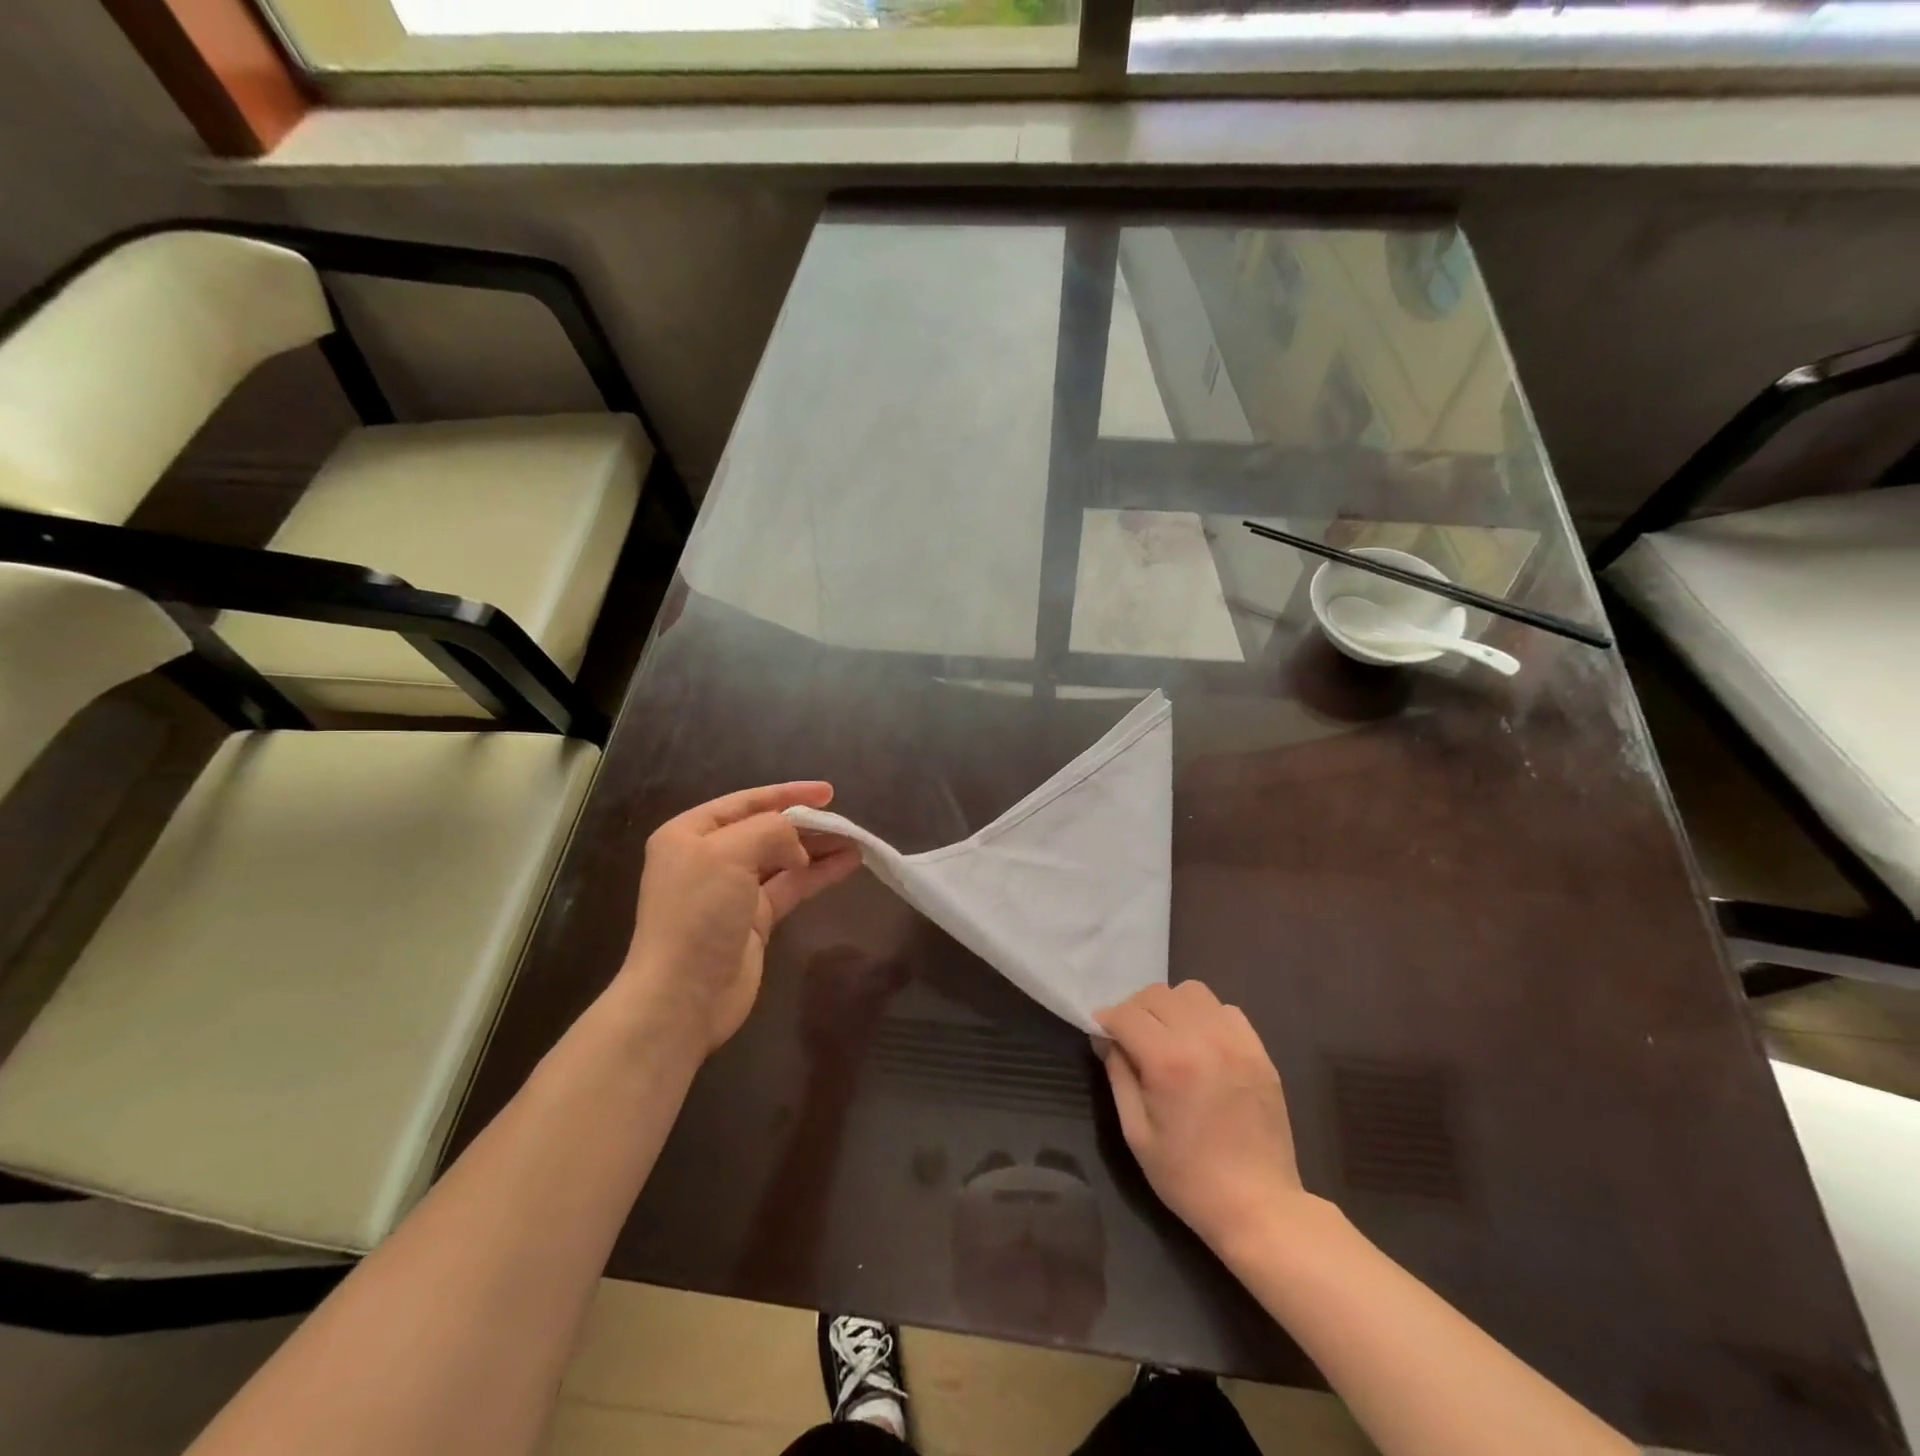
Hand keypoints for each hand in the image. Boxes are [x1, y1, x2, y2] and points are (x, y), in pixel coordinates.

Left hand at [621, 783, 860, 1052]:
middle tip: (845, 821)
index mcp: (690, 834)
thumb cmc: (698, 914)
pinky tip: (847, 865)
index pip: (746, 802)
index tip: (828, 793)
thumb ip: (770, 831)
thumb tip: (798, 847)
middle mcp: (709, 857)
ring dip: (818, 849)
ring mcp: (732, 891)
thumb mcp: (728, 854)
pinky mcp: (754, 920)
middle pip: (767, 830)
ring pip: (783, 859)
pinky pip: (790, 886)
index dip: (788, 794)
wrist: (682, 996)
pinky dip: (818, 874)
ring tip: (856, 841)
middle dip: (807, 824)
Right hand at [1094, 981, 1305, 1254]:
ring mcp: (1236, 1041)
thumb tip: (1105, 1037)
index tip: (1101, 1034)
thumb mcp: (1136, 1132)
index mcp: (1168, 1062)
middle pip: (1156, 994)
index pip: (1126, 1014)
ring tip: (1168, 1036)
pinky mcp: (1259, 1050)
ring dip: (1171, 1007)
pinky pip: (1225, 1009)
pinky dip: (1206, 1017)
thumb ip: (1118, 1075)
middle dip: (1135, 1010)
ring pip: (1191, 992)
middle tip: (1131, 1038)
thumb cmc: (1188, 1178)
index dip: (1106, 1020)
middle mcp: (1203, 1039)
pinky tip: (1202, 1045)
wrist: (1259, 1207)